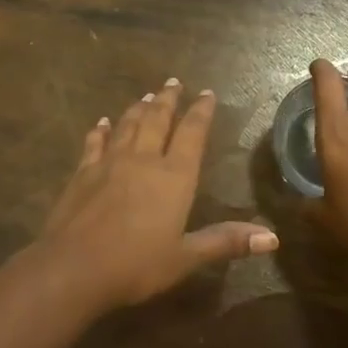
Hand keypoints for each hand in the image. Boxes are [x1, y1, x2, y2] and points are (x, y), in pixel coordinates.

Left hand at [38, 78, 278, 311]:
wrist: (75, 266)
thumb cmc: (136, 265)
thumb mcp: (185, 257)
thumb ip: (225, 242)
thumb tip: (273, 237)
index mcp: (174, 177)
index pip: (192, 134)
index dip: (200, 112)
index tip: (206, 93)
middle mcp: (143, 159)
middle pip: (157, 119)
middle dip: (168, 99)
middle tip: (173, 81)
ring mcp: (110, 162)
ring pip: (128, 125)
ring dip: (139, 108)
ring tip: (146, 94)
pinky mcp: (84, 171)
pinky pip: (95, 142)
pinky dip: (101, 129)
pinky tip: (102, 122)